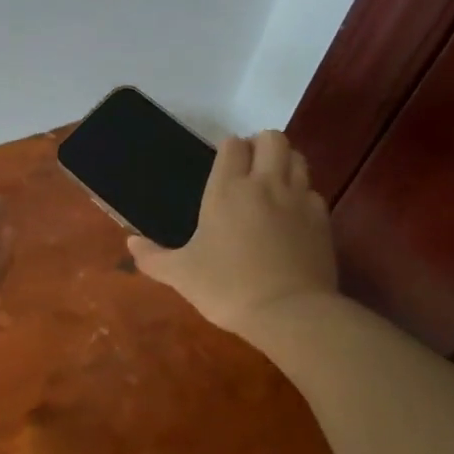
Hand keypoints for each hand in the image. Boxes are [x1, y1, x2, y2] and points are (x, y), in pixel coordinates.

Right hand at [127, 130, 337, 339]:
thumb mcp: (181, 275)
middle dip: (260, 145)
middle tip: (248, 168)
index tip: (222, 164)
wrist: (290, 313)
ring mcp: (299, 200)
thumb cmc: (227, 287)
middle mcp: (265, 185)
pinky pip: (313, 192)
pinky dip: (303, 196)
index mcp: (227, 189)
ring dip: (285, 163)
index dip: (228, 148)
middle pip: (272, 139)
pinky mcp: (322, 220)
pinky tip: (292, 216)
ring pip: (298, 159)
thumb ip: (153, 256)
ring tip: (271, 184)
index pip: (232, 145)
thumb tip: (130, 242)